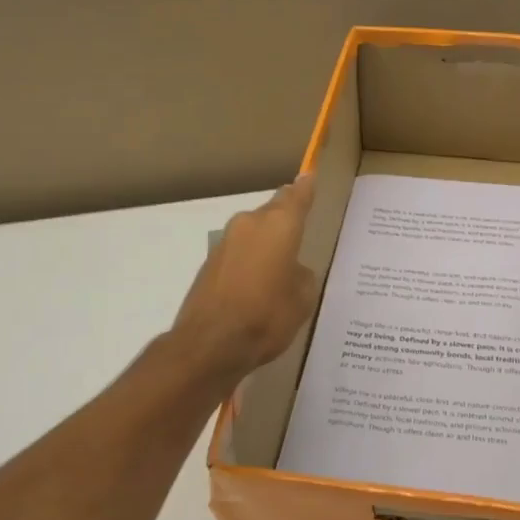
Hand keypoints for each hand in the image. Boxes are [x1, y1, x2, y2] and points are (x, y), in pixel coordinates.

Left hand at [171, 173, 317, 382]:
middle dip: (286, 218)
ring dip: (266, 242)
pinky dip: (250, 261)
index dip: (305, 187)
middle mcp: (250, 224)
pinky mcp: (210, 263)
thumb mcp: (302, 298)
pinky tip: (257, 285)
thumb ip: (302, 275)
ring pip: (254, 232)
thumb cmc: (267, 316)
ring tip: (280, 266)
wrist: (210, 343)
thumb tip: (292, 270)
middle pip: (273, 212)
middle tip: (301, 233)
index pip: (296, 196)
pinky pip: (239, 253)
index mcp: (279, 225)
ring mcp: (226, 242)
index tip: (309, 176)